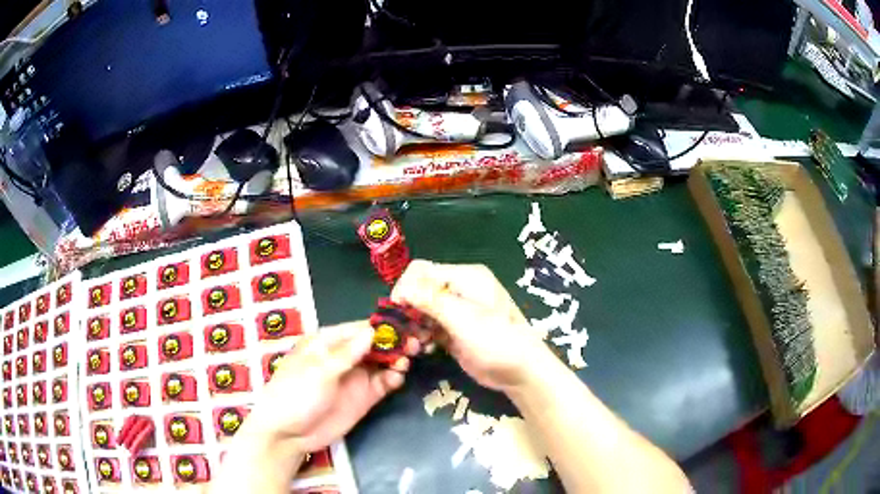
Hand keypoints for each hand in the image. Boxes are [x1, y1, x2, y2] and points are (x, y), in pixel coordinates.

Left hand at [240, 321, 417, 454]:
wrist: (289, 433)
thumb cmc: (295, 394)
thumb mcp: (318, 371)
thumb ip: (347, 353)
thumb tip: (372, 331)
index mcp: (327, 342)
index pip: (359, 328)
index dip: (382, 326)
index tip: (406, 324)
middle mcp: (344, 356)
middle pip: (375, 344)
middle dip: (395, 341)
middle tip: (416, 342)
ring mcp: (355, 377)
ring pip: (382, 362)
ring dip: (397, 358)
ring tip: (408, 360)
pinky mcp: (363, 397)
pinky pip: (383, 382)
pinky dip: (393, 378)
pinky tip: (398, 378)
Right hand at [391, 259, 552, 392]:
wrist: (521, 372)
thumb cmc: (497, 341)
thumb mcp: (464, 319)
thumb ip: (432, 301)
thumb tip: (402, 289)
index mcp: (465, 277)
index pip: (422, 270)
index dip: (406, 287)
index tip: (397, 310)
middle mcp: (459, 289)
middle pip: (420, 290)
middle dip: (408, 310)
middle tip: (407, 333)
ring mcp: (456, 312)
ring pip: (421, 311)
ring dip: (414, 326)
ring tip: (417, 345)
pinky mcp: (454, 331)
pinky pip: (429, 327)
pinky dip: (422, 337)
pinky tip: (425, 350)